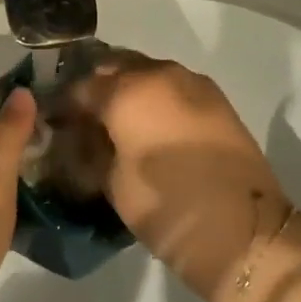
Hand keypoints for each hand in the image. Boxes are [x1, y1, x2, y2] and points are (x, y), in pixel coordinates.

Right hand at [58, 53, 288, 301]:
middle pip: (115, 68)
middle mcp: (160, 74)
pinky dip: (154, 99)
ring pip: (146, 73)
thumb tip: (82, 138)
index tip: (53, 125)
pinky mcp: (216, 100)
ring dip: (126, 91)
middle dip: (95, 89)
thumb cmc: (170, 209)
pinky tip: (148, 128)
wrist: (247, 234)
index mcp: (129, 91)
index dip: (62, 106)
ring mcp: (193, 84)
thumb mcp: (114, 185)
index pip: (81, 87)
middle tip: (83, 121)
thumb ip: (92, 151)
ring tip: (116, 126)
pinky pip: (172, 87)